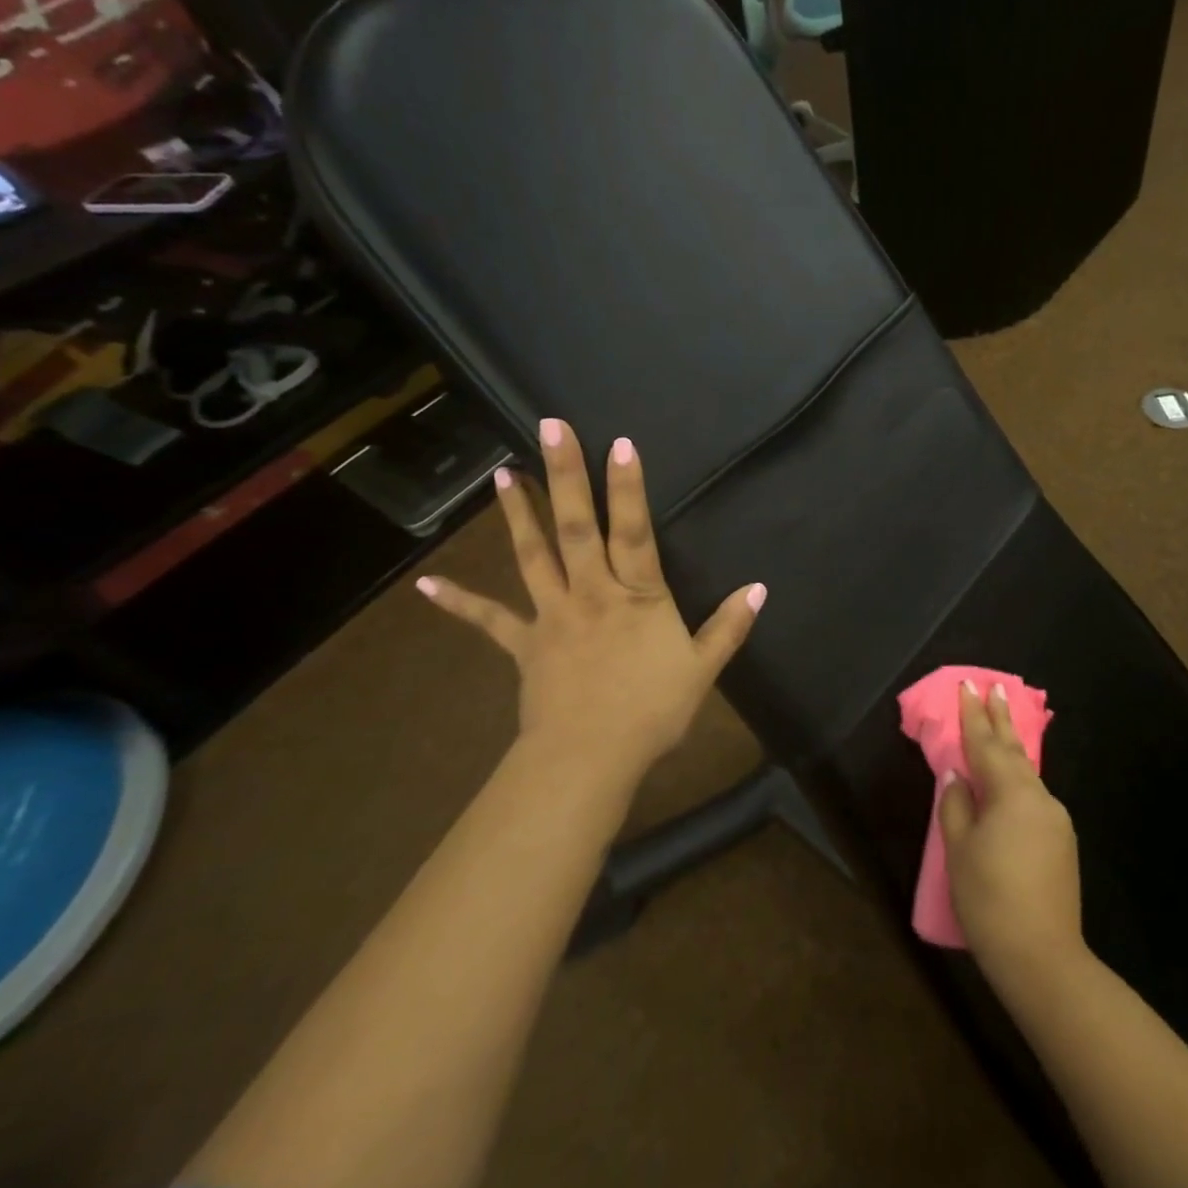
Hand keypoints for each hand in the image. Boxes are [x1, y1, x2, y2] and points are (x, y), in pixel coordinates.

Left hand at [416, 418, 764, 794]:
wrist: (589, 759)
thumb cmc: (651, 711)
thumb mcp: (703, 669)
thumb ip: (730, 625)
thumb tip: (760, 588)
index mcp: (638, 596)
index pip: (635, 530)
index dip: (629, 487)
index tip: (619, 443)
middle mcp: (592, 593)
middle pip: (578, 527)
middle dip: (566, 476)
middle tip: (549, 428)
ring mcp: (553, 615)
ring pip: (533, 556)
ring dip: (519, 514)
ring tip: (502, 474)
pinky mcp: (525, 644)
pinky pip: (490, 620)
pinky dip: (460, 602)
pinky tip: (426, 585)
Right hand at [939, 681, 1084, 982]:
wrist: (1043, 958)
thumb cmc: (990, 899)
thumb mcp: (959, 850)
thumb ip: (956, 805)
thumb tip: (958, 775)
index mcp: (1011, 793)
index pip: (986, 744)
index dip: (973, 715)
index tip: (969, 685)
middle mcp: (1039, 797)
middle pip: (1014, 750)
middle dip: (1001, 719)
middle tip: (995, 688)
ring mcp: (1056, 820)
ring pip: (1026, 775)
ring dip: (1011, 750)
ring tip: (999, 730)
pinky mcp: (1063, 843)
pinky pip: (1034, 798)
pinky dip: (1018, 782)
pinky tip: (1010, 786)